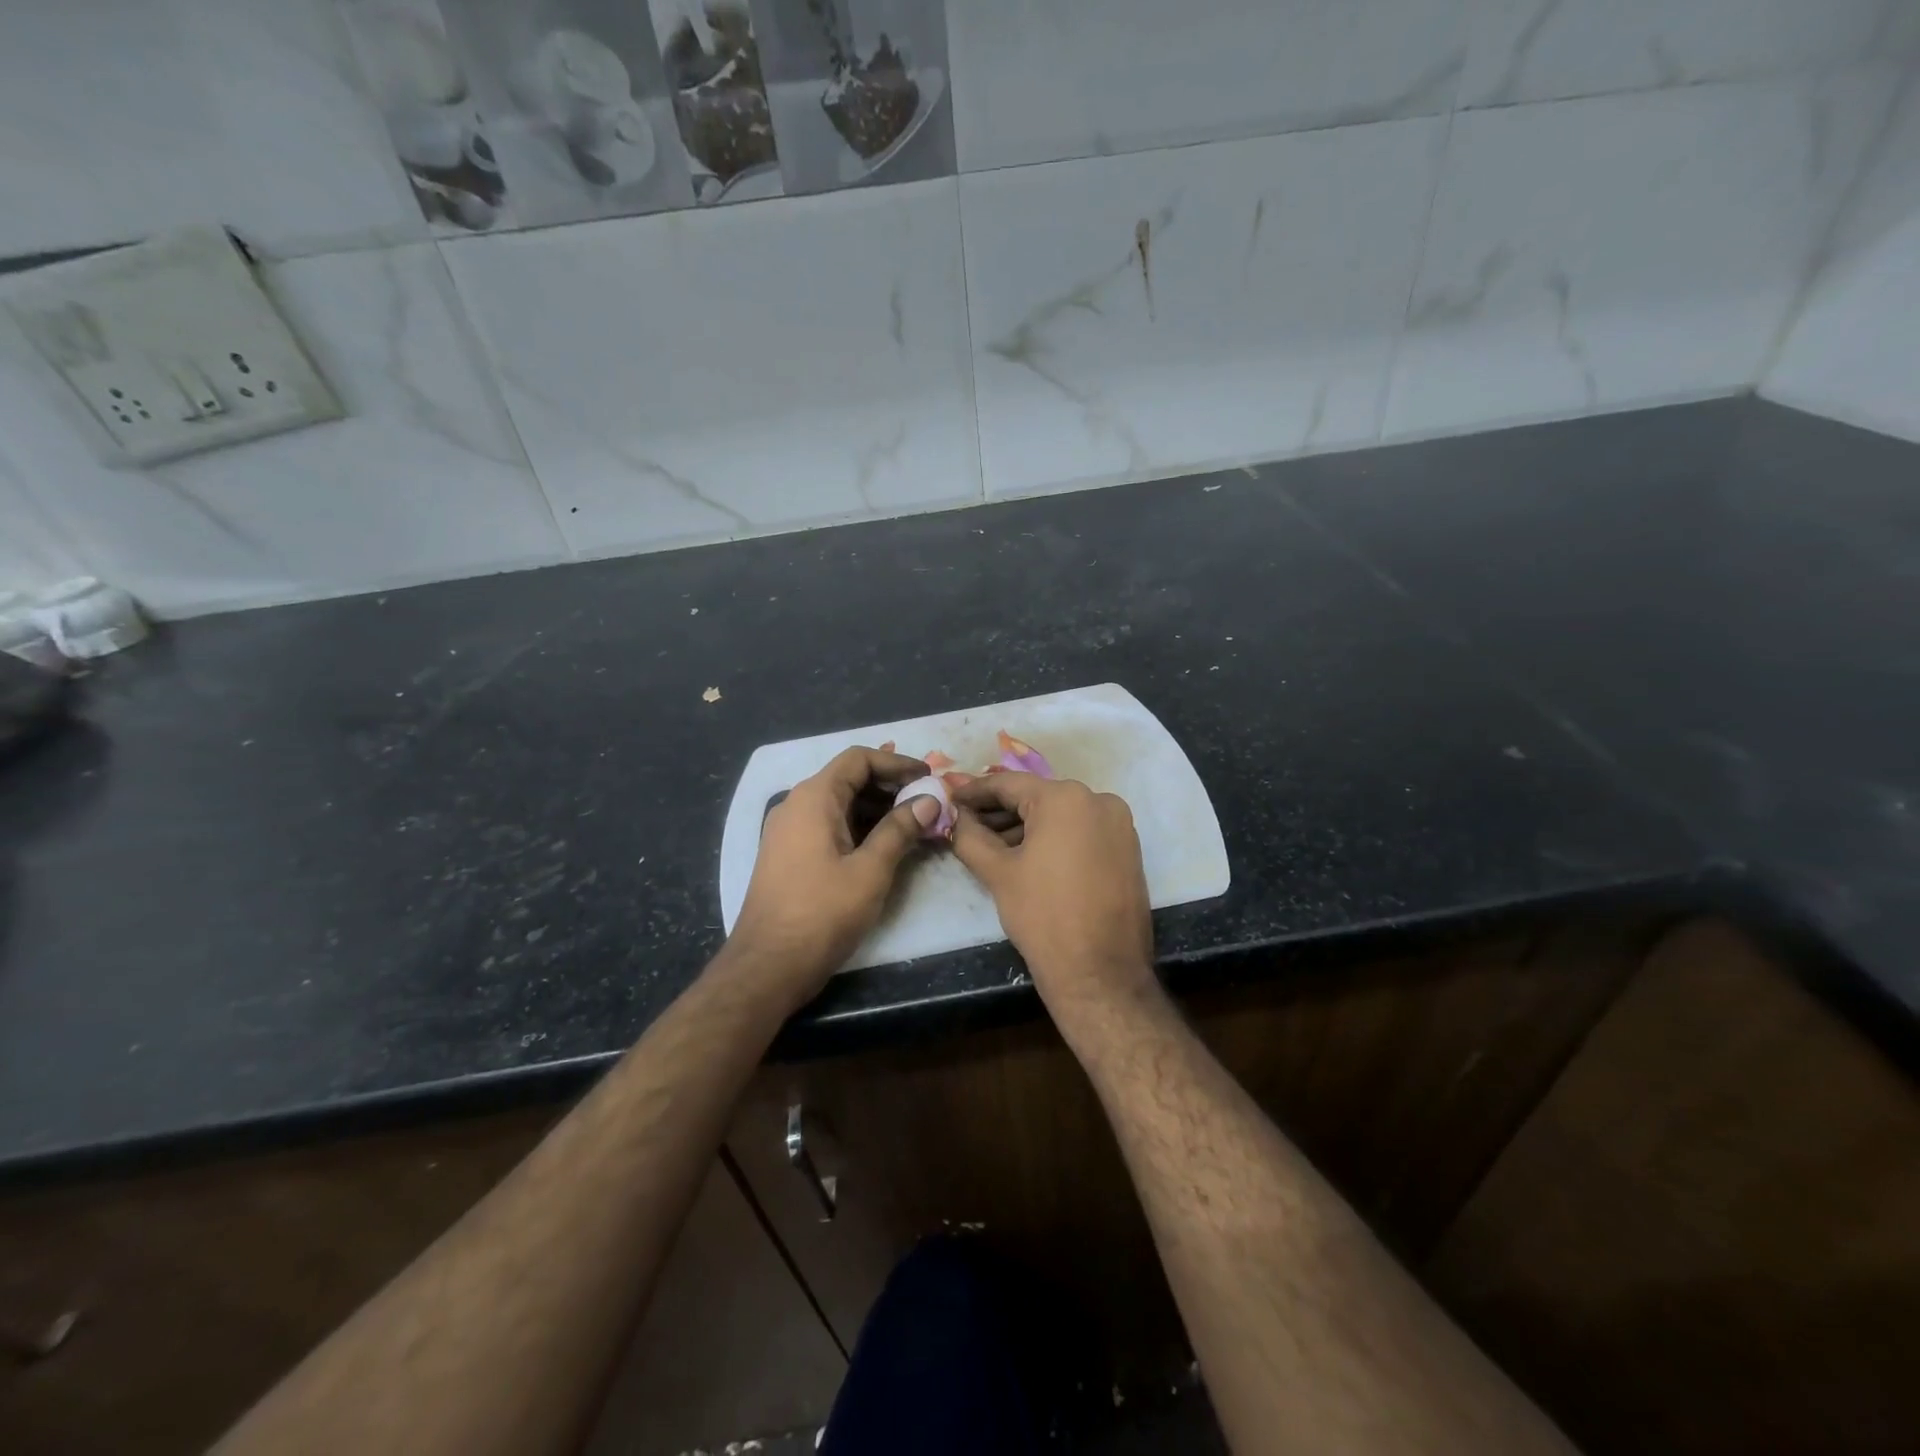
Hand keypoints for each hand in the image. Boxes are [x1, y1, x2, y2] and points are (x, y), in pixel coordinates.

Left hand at [727, 745, 938, 1002]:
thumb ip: (900, 830)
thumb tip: (928, 800)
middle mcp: (797, 805)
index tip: (928, 779)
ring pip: (840, 804)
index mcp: (814, 798)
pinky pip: (828, 826)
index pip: (858, 759)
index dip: (896, 763)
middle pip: (848, 779)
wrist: (768, 965)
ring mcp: (789, 831)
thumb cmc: (822, 913)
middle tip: (927, 804)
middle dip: (890, 787)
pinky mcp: (788, 854)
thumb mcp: (870, 871)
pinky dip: (859, 828)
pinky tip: (885, 847)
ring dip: (877, 810)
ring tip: (915, 826)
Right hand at [950, 773, 1155, 1014]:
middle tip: (965, 822)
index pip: (1009, 784)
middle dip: (999, 810)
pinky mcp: (1127, 849)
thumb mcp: (998, 873)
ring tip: (990, 844)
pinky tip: (1026, 855)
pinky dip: (1053, 838)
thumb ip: (970, 836)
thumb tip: (958, 817)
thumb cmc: (1043, 916)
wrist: (1100, 972)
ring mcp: (1118, 825)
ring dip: (1025, 826)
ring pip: (1060, 815)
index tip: (950, 797)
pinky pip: (1081, 831)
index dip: (974, 791)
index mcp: (1065, 798)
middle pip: (1037, 798)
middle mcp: (1098, 800)